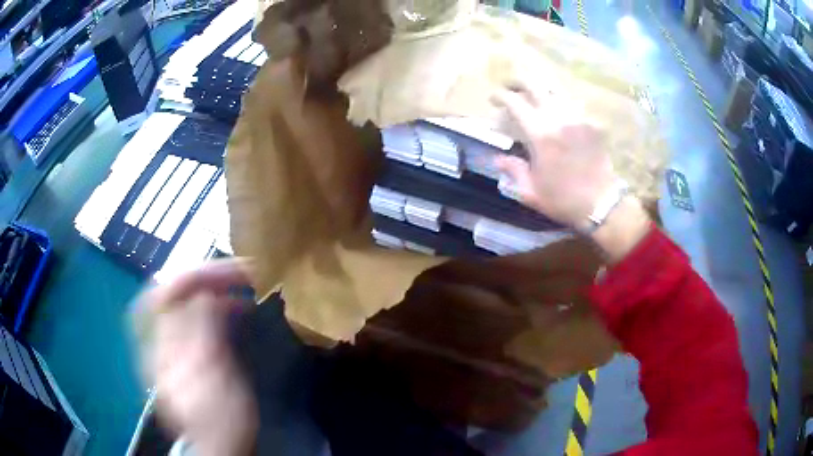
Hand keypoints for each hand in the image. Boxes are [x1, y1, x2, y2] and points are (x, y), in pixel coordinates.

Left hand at [133, 260, 257, 455]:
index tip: (224, 272)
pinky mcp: (190, 352)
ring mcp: (174, 346)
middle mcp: (162, 341)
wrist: (221, 445)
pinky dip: (215, 305)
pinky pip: (196, 317)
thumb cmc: (220, 417)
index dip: (188, 276)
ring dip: (211, 287)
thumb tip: (204, 292)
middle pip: (172, 294)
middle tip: (238, 271)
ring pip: (185, 302)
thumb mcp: (212, 377)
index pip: (162, 295)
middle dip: (203, 276)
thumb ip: (202, 332)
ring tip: (241, 284)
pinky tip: (235, 307)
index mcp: (162, 348)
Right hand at [492, 83, 618, 227]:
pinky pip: (572, 102)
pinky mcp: (592, 122)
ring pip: (555, 88)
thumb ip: (512, 170)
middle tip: (510, 87)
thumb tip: (497, 158)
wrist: (602, 204)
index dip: (499, 95)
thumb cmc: (564, 200)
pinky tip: (556, 110)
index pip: (514, 101)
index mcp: (540, 134)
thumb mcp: (530, 192)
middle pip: (534, 83)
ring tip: (532, 95)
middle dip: (517, 81)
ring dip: (539, 88)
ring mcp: (578, 117)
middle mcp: (558, 117)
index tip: (493, 99)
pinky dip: (559, 101)